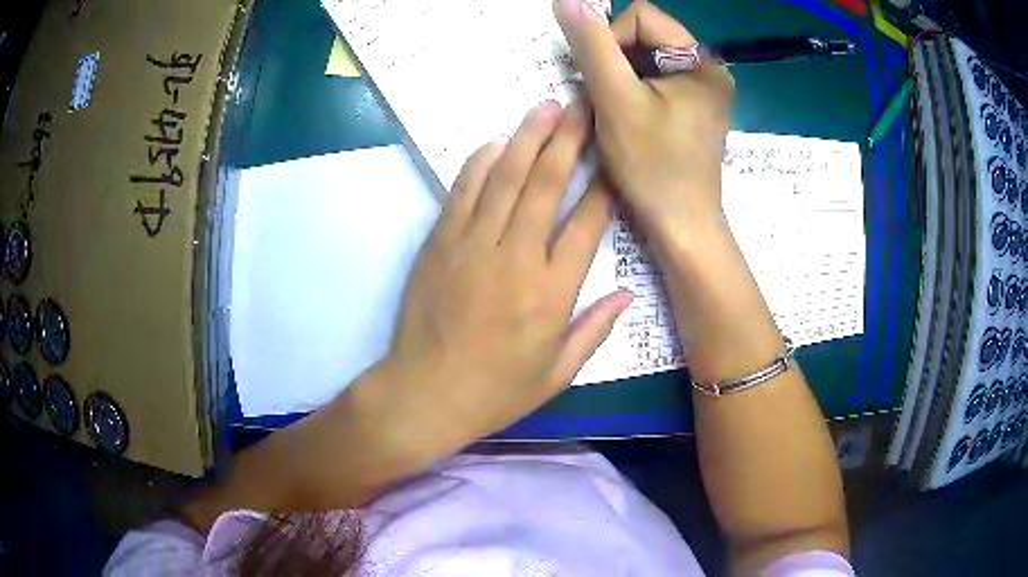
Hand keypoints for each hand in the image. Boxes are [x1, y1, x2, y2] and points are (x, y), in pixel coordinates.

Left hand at [383, 100, 631, 450]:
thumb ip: (595, 329)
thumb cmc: (496, 391)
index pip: (588, 224)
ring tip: (546, 107)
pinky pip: (462, 193)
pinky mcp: (439, 244)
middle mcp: (516, 259)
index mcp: (552, 293)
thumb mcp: (557, 374)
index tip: (616, 155)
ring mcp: (472, 246)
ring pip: (504, 179)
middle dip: (568, 140)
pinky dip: (479, 163)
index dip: (605, 185)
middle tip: (583, 105)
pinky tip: (495, 141)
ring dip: (527, 138)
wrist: (424, 395)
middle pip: (546, 185)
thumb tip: (627, 293)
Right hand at [554, 0, 733, 247]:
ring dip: (621, 78)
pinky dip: (634, 92)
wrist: (682, 226)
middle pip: (647, 37)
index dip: (610, 38)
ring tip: (614, 111)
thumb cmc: (653, 167)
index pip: (642, 17)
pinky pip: (656, 82)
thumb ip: (592, 46)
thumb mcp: (616, 100)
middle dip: (616, 61)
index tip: (599, 79)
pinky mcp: (695, 109)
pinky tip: (627, 118)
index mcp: (703, 62)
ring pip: (647, 60)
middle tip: (605, 98)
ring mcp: (704, 91)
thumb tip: (568, 0)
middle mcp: (710, 70)